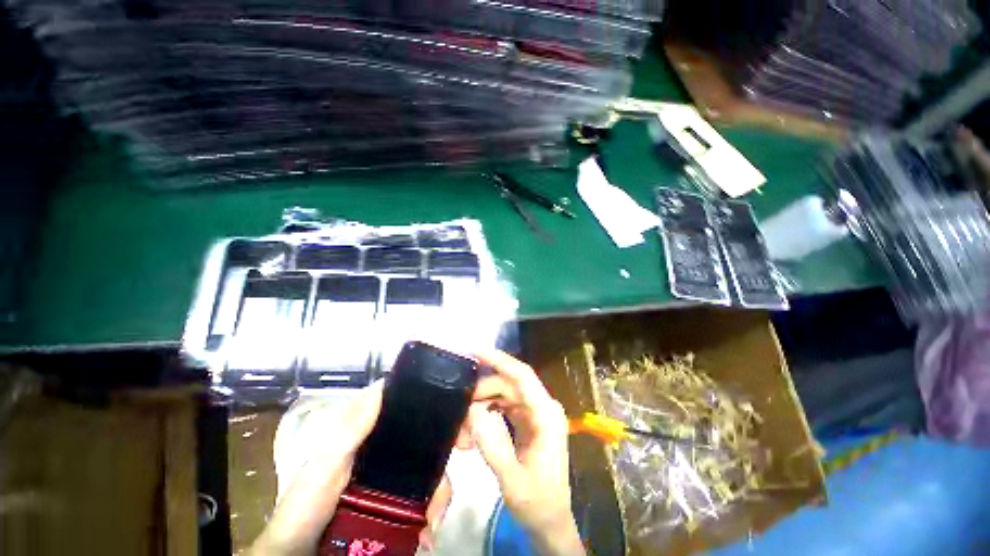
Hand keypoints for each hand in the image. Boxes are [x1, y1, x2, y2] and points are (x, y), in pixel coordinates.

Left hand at [248, 382, 452, 555]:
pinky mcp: (400, 500)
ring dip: (441, 485)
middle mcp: (387, 445)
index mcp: (370, 429)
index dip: (431, 394)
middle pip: (427, 430)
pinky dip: (434, 508)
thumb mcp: (324, 466)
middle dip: (448, 437)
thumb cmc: (306, 508)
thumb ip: (348, 431)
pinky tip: (429, 528)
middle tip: (465, 445)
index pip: (405, 400)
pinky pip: (428, 495)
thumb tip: (381, 388)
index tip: (457, 399)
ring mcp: (395, 474)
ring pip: (433, 463)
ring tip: (434, 516)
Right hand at [469, 350, 584, 555]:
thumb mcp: (512, 480)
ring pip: (504, 394)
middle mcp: (543, 407)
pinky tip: (474, 428)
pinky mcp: (528, 421)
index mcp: (546, 415)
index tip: (473, 351)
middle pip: (508, 384)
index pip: (521, 375)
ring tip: (463, 423)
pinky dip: (488, 412)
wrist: (551, 522)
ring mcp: (536, 413)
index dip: (498, 359)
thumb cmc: (537, 503)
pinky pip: (504, 406)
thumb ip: (492, 444)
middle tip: (459, 406)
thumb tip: (473, 410)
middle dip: (482, 390)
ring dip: (482, 403)